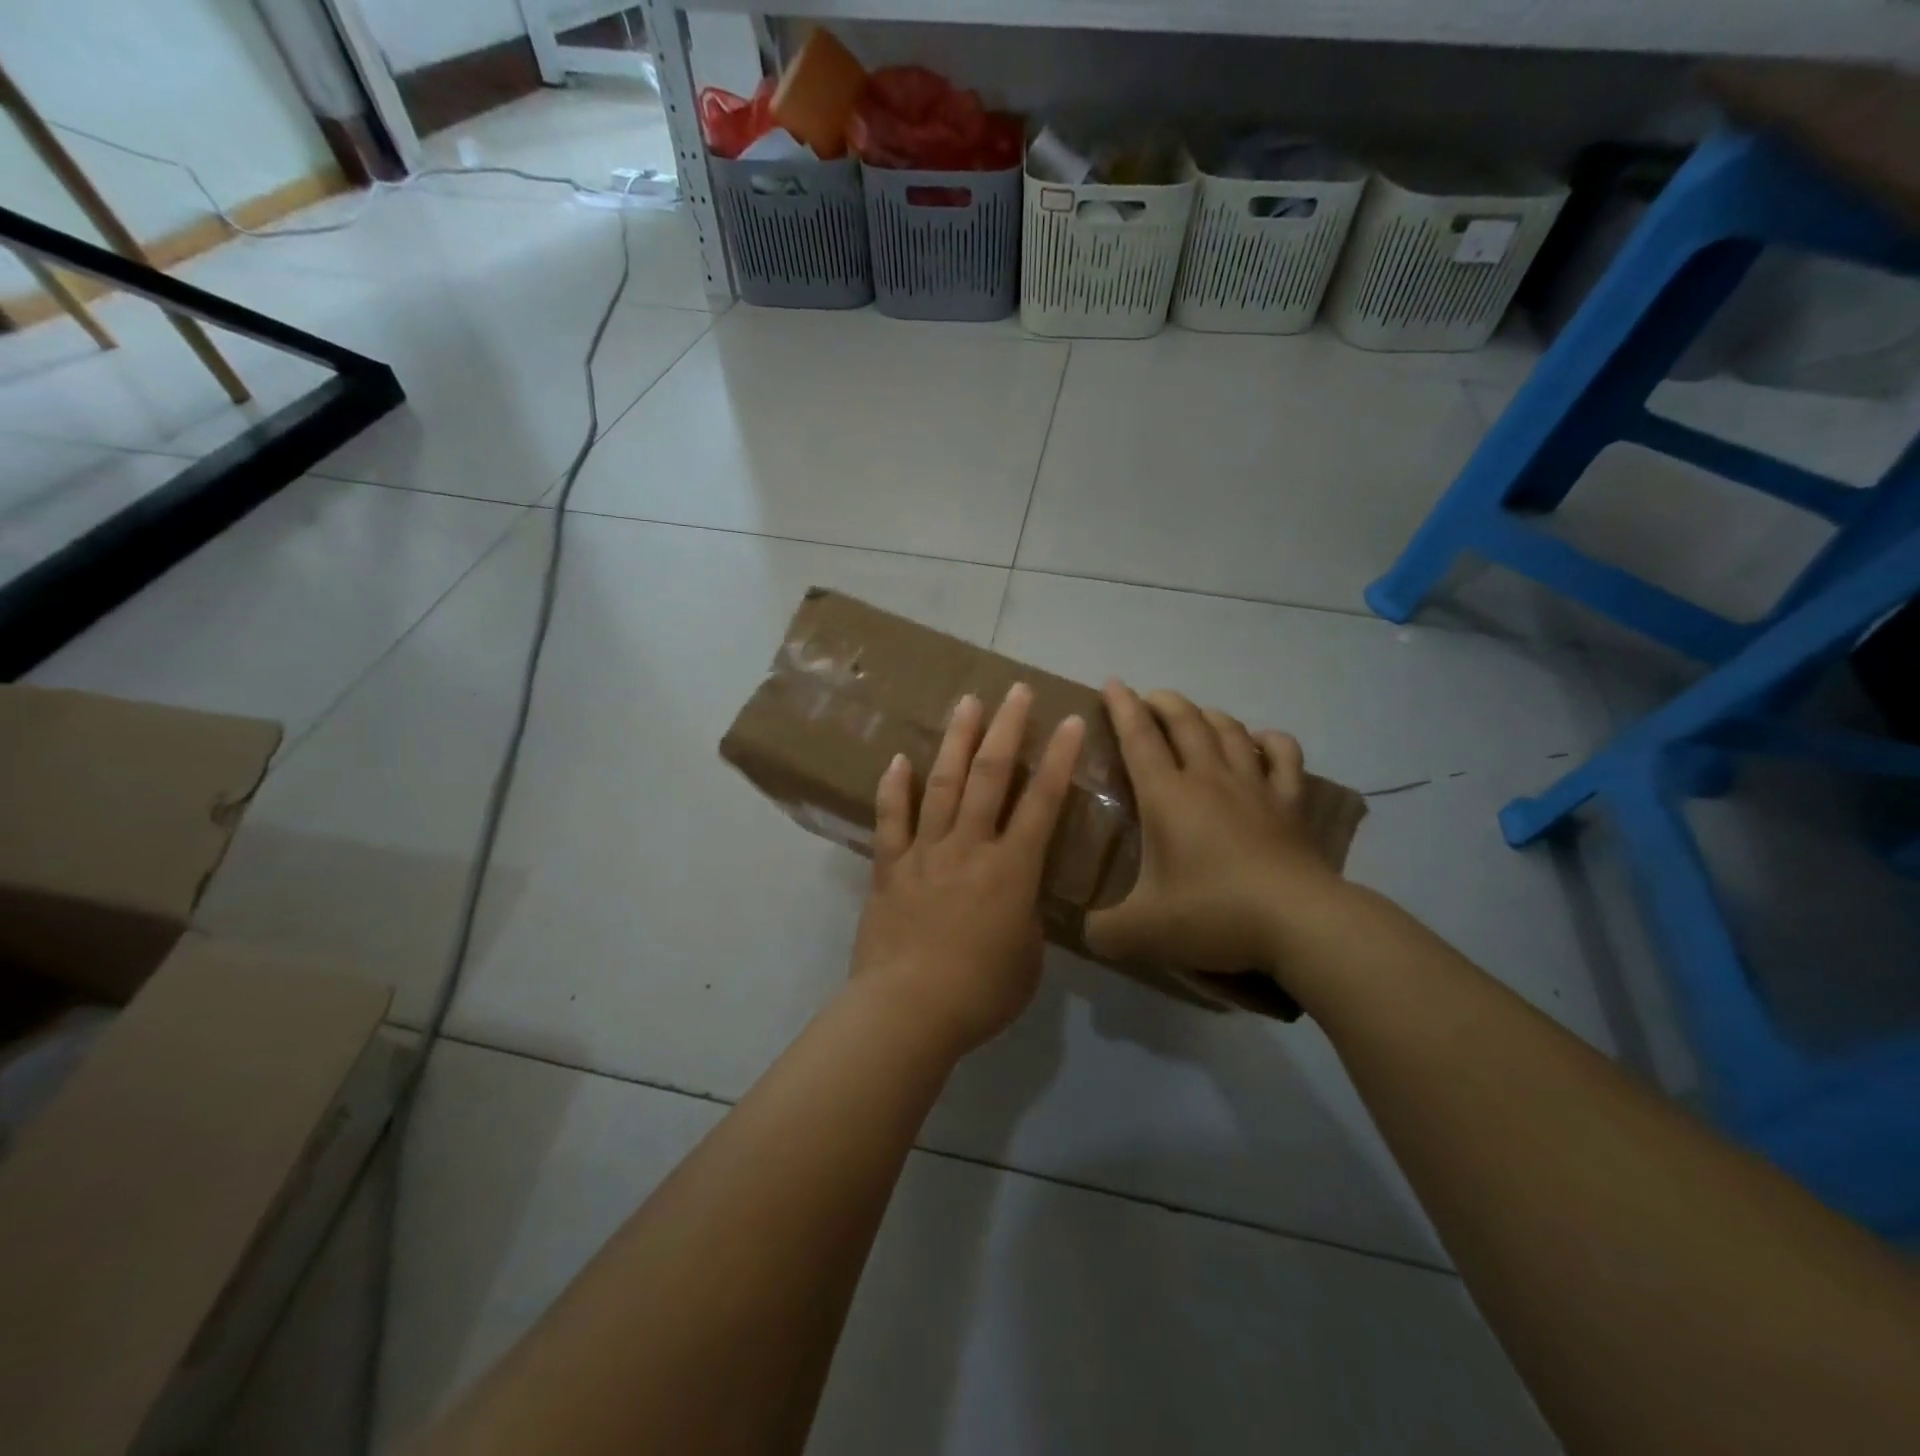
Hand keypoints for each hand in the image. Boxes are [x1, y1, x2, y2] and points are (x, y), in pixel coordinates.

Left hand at [849, 683, 1086, 1057]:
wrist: (908, 1011)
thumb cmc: (980, 993)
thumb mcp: (1028, 959)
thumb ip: (1026, 918)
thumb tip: (1016, 899)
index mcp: (1012, 870)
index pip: (1042, 803)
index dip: (1059, 760)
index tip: (1070, 722)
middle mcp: (969, 847)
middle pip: (990, 776)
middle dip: (1007, 729)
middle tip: (1016, 691)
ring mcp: (925, 853)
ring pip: (942, 784)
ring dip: (957, 740)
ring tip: (968, 703)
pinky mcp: (889, 867)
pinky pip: (890, 819)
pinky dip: (894, 787)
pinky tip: (898, 758)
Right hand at [1085, 681, 1344, 982]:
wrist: (1300, 924)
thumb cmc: (1213, 914)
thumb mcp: (1141, 931)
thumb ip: (1104, 930)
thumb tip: (1089, 932)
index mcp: (1167, 796)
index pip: (1139, 738)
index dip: (1122, 707)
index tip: (1112, 682)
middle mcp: (1209, 779)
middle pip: (1185, 722)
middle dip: (1163, 702)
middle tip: (1148, 698)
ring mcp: (1255, 788)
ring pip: (1230, 730)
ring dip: (1208, 714)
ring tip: (1195, 715)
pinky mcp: (1290, 805)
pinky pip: (1283, 756)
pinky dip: (1270, 740)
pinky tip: (1261, 742)